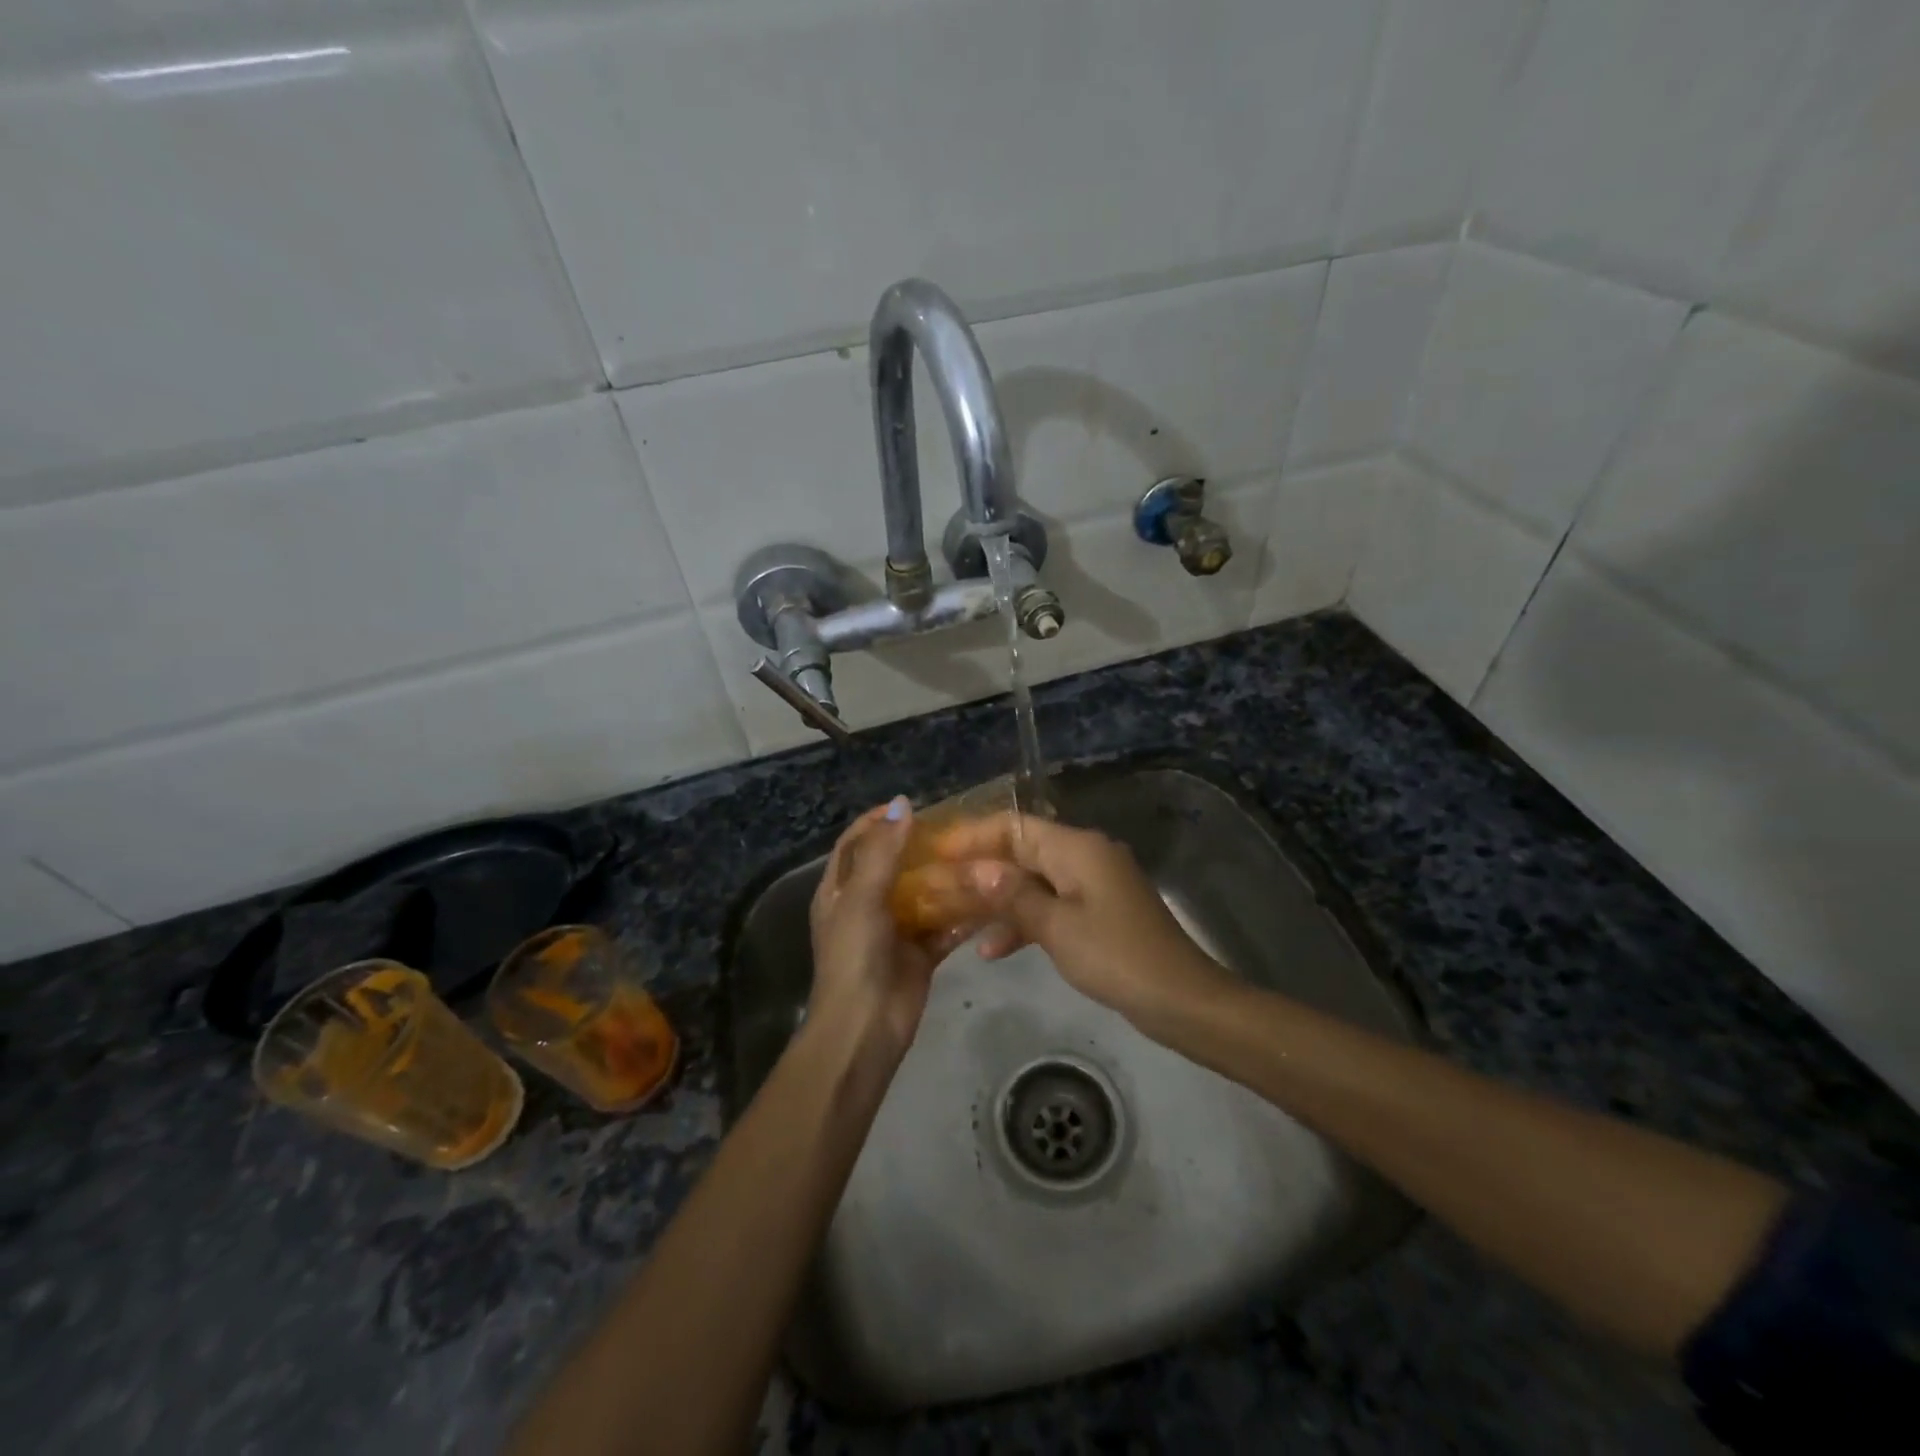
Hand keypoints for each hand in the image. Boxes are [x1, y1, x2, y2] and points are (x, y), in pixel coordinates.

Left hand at [808, 797, 965, 1057]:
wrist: (865, 1027)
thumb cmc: (854, 956)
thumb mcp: (862, 898)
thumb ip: (883, 852)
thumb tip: (901, 804)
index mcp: (840, 890)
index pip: (855, 843)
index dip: (877, 822)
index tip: (910, 806)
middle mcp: (866, 905)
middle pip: (893, 865)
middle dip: (920, 846)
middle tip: (954, 828)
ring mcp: (895, 929)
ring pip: (923, 894)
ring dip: (945, 877)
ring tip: (976, 853)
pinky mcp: (921, 952)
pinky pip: (944, 925)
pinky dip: (963, 913)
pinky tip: (988, 895)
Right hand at [935, 813, 1233, 1031]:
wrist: (1180, 999)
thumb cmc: (1116, 957)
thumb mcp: (1057, 928)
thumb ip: (1012, 895)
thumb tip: (974, 869)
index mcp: (1076, 848)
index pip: (1014, 826)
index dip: (973, 836)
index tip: (937, 853)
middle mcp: (1083, 856)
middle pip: (1021, 851)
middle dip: (980, 870)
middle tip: (938, 886)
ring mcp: (1091, 885)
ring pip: (1032, 881)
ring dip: (997, 899)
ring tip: (955, 918)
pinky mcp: (1096, 913)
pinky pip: (1050, 906)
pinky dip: (1023, 921)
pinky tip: (992, 950)